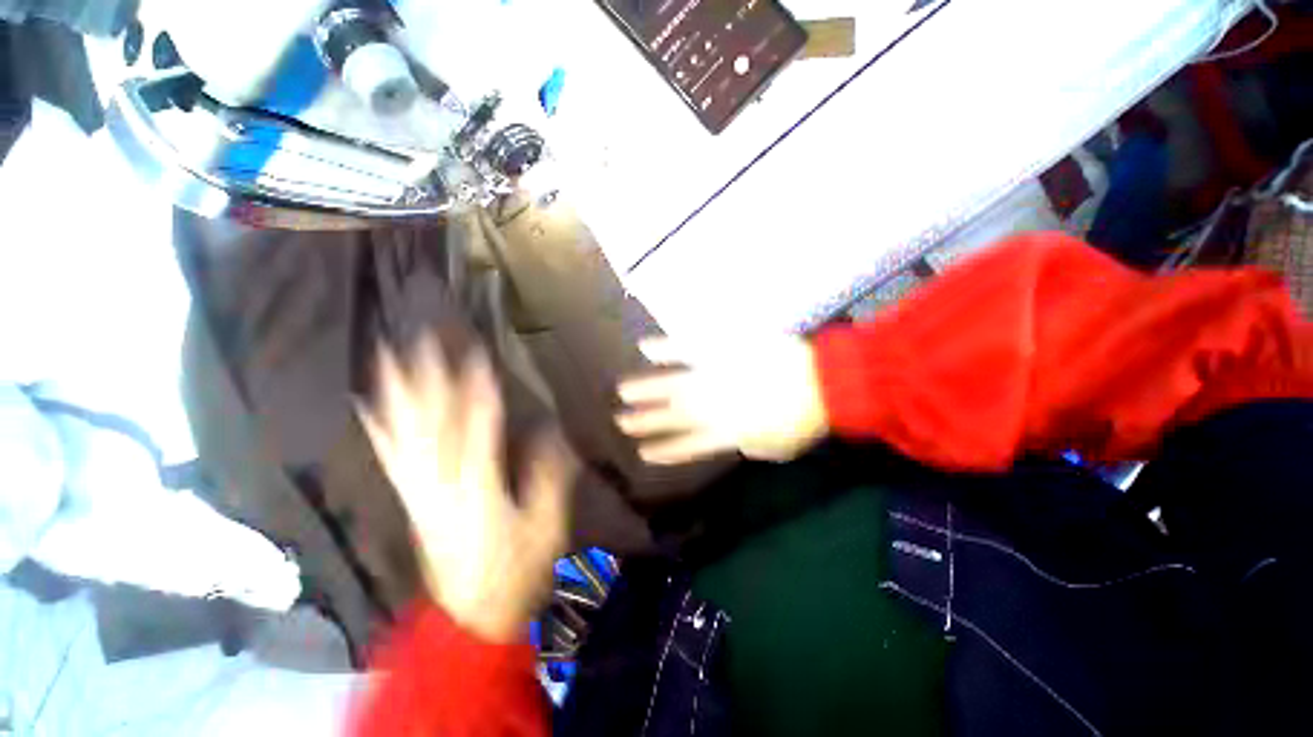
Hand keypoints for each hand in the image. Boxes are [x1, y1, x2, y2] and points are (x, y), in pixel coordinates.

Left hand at [357, 336, 574, 643]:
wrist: (469, 616)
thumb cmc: (515, 571)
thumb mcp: (546, 526)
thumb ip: (548, 477)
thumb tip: (550, 432)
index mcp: (478, 488)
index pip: (476, 426)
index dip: (476, 388)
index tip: (475, 354)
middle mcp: (440, 484)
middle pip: (429, 423)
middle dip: (425, 378)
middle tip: (419, 339)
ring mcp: (419, 492)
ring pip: (402, 434)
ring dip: (394, 394)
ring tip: (385, 357)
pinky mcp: (411, 499)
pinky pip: (390, 458)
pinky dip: (378, 429)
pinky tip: (368, 407)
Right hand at [616, 335, 828, 464]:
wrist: (826, 382)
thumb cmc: (806, 419)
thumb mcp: (777, 448)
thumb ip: (750, 447)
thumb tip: (735, 442)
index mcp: (726, 433)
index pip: (687, 445)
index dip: (664, 449)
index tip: (642, 451)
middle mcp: (712, 406)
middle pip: (672, 416)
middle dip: (645, 420)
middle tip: (620, 420)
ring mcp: (715, 376)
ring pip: (673, 386)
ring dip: (646, 390)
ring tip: (623, 391)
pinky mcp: (722, 350)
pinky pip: (689, 348)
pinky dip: (666, 348)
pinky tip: (645, 347)